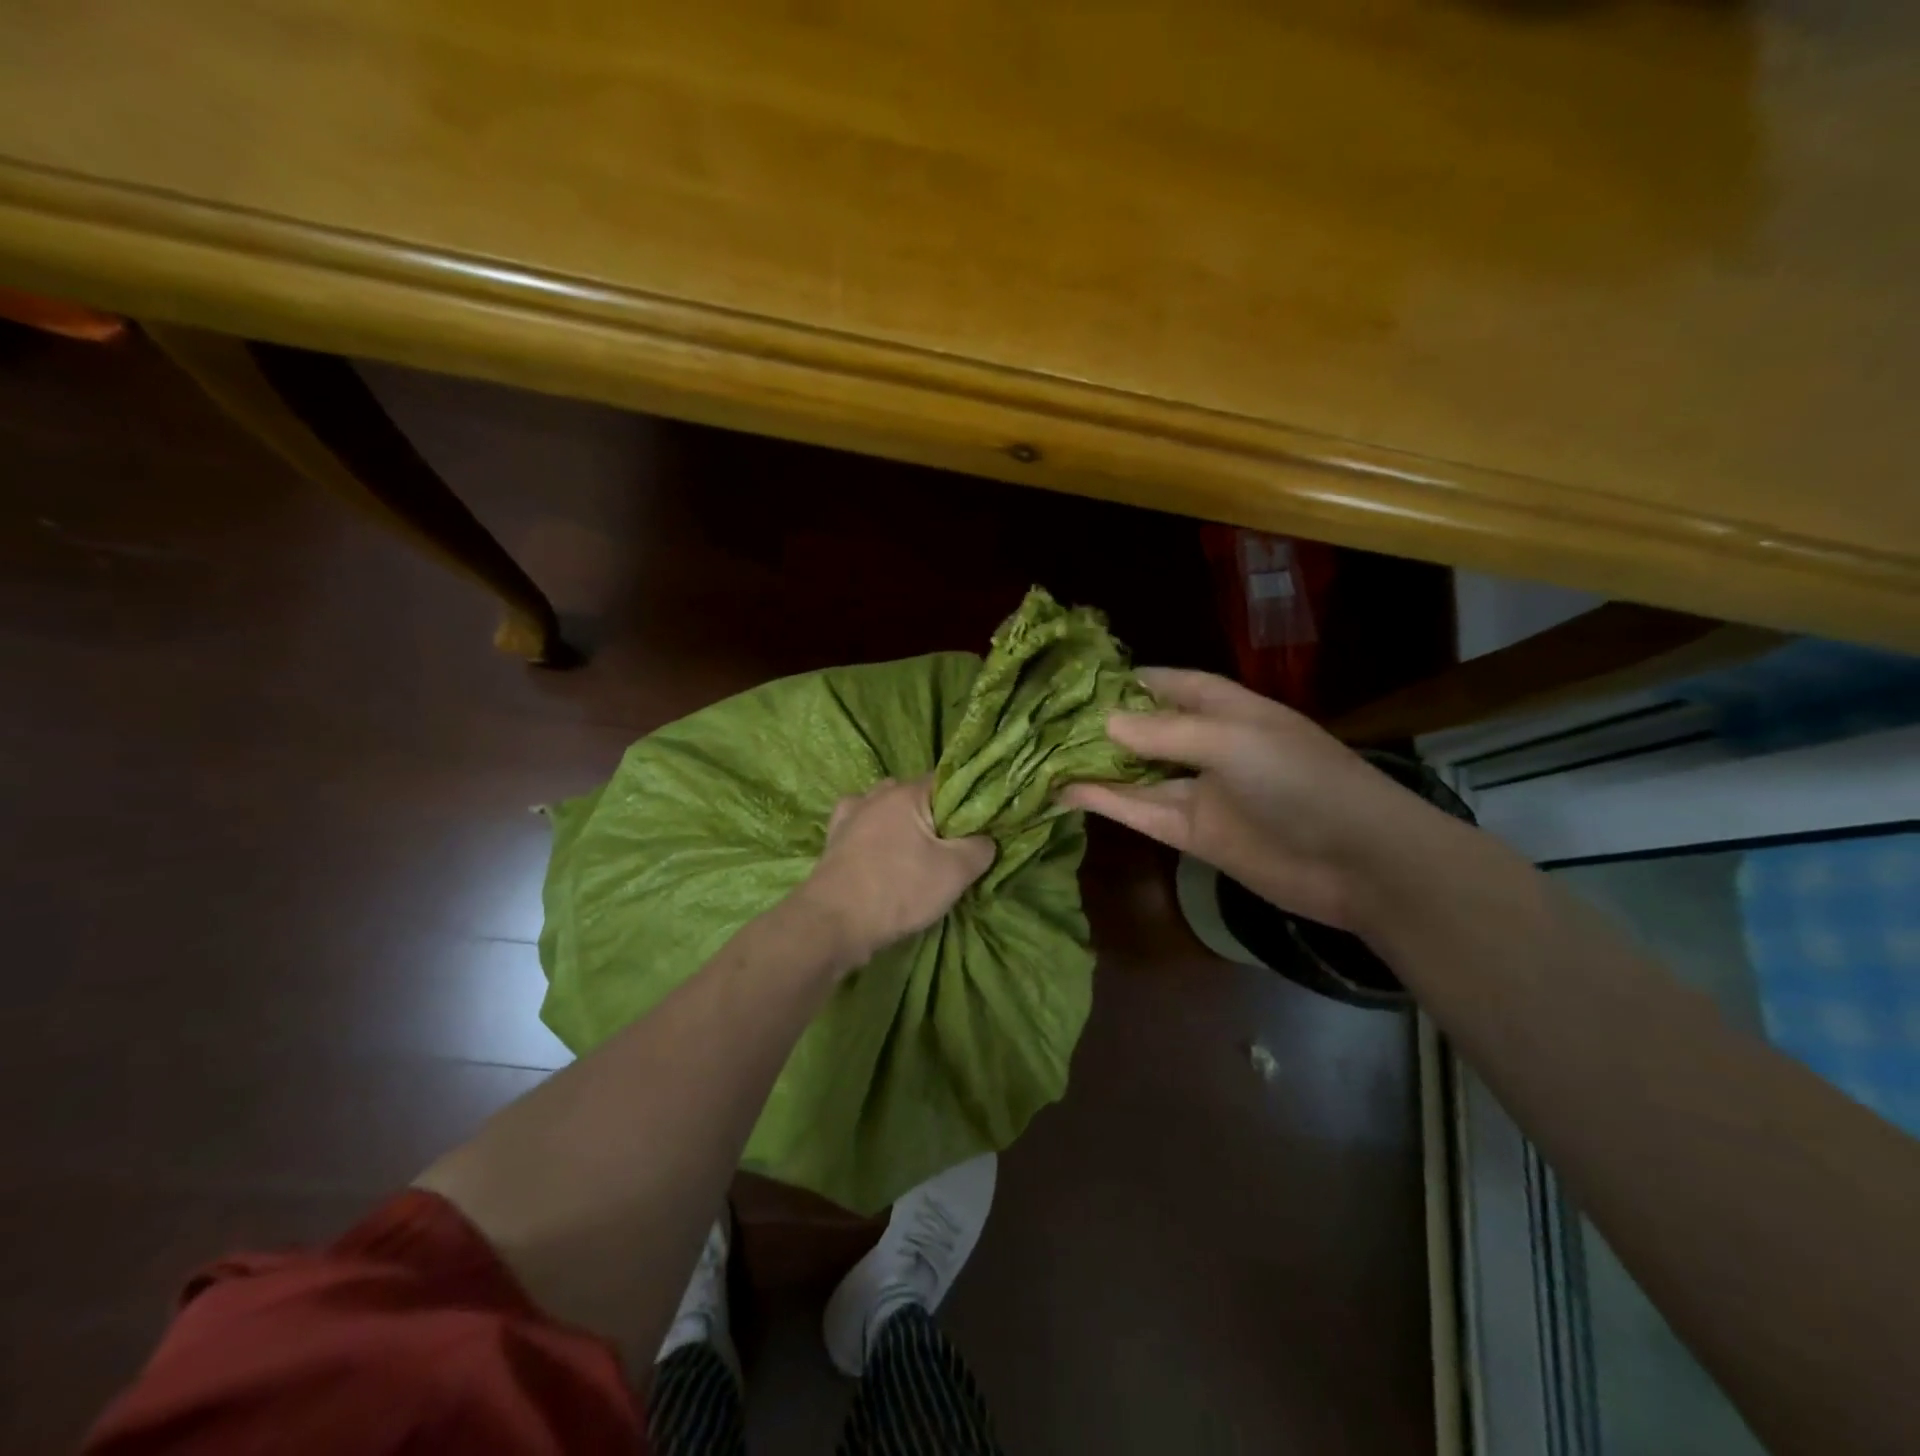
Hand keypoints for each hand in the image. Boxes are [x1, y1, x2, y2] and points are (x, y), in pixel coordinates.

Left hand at [799, 776, 994, 970]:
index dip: (966, 801)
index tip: (978, 825)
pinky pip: (862, 829)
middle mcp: (876, 795)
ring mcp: (849, 816)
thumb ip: (980, 848)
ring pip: (886, 811)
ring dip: (901, 825)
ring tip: (916, 852)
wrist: (833, 922)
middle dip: (934, 815)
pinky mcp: (833, 841)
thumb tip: (986, 840)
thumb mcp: (955, 872)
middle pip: (915, 795)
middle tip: (951, 844)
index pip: (946, 781)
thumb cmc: (899, 889)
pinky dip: (874, 837)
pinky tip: (882, 854)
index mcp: (906, 792)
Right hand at [1059, 668, 1447, 932]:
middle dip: (1102, 723)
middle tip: (1044, 719)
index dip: (1129, 679)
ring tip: (1041, 754)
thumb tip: (1104, 721)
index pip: (1171, 683)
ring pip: (1136, 772)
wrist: (1359, 862)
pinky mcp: (1192, 833)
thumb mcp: (1234, 742)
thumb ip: (1167, 732)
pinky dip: (1106, 801)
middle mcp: (1209, 746)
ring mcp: (1199, 791)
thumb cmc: (1302, 781)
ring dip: (1095, 764)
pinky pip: (1141, 811)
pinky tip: (1065, 791)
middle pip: (1146, 728)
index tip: (1077, 678)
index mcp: (1228, 709)